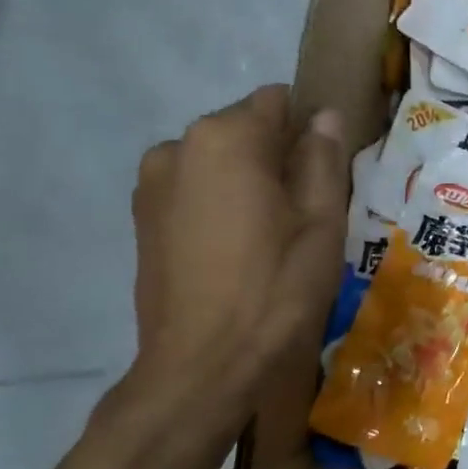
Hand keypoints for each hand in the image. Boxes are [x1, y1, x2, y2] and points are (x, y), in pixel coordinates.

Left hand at [125, 85, 345, 428]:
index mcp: (226, 138)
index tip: (325, 175)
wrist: (204, 366)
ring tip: (268, 235)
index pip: (278, 101)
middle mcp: (179, 146)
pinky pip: (195, 189)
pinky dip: (219, 203)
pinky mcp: (141, 219)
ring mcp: (152, 183)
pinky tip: (235, 250)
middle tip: (302, 212)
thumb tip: (326, 116)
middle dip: (276, 156)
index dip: (308, 133)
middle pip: (245, 129)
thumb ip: (323, 157)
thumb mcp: (321, 221)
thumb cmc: (276, 287)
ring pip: (219, 161)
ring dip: (246, 181)